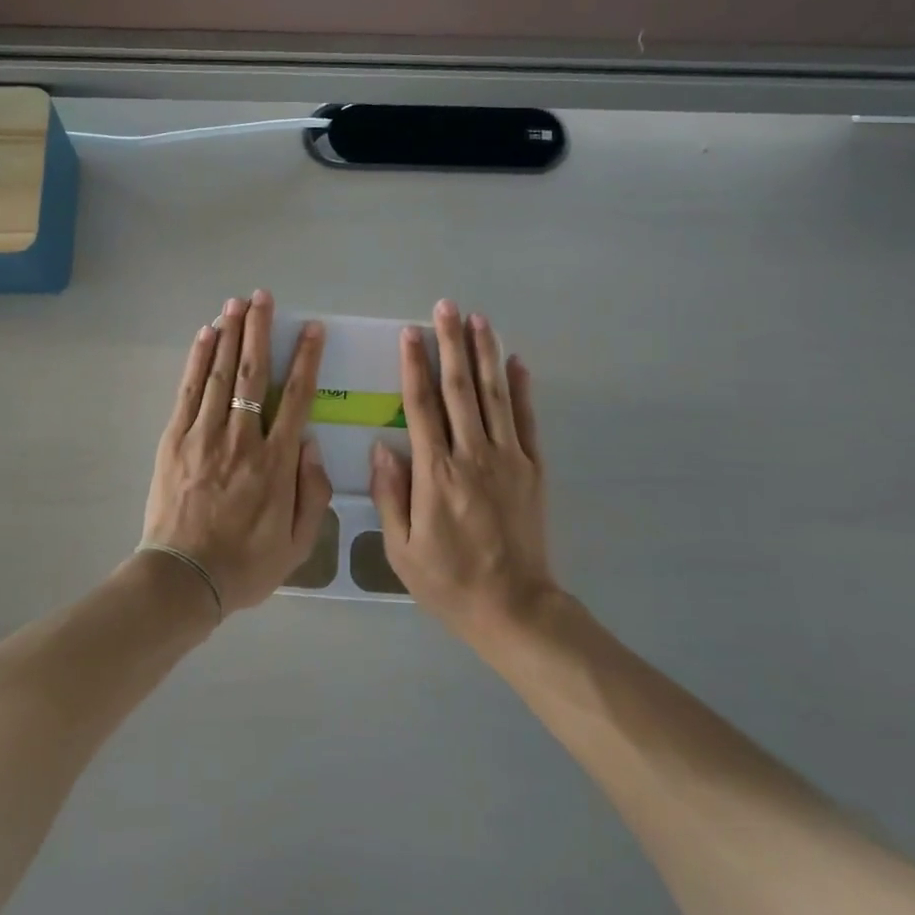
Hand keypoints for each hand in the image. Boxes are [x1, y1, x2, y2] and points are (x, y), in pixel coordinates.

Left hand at [140, 290, 331, 614]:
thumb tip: (310, 443)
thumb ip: (313, 492)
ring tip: (236, 303)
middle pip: (253, 373)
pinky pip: (189, 391)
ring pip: (220, 373)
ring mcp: (204, 435)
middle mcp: (242, 438)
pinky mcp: (175, 439)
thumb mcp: (298, 543)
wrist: (184, 579)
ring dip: (230, 334)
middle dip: (260, 330)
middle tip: (263, 297)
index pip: (296, 398)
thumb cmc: (246, 564)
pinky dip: (198, 360)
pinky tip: (206, 335)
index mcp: (276, 462)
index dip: (305, 359)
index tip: (311, 329)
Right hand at [370, 300, 556, 642]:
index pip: (421, 406)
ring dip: (486, 353)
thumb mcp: (401, 549)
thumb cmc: (449, 581)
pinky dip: (521, 388)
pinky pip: (526, 420)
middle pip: (459, 388)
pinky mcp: (532, 469)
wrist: (515, 608)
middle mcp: (472, 455)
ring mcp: (508, 459)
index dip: (414, 366)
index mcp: (436, 473)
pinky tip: (516, 362)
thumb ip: (390, 494)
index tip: (410, 332)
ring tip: (479, 319)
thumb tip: (382, 446)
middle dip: (451, 343)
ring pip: (494, 394)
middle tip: (446, 306)